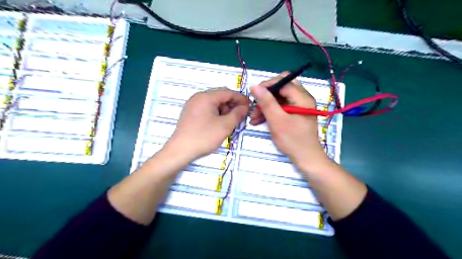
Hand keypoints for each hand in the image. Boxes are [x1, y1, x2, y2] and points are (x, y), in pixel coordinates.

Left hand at [168, 88, 250, 159]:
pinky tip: (219, 123)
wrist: (180, 150)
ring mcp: (192, 105)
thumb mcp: (225, 126)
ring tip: (229, 121)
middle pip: (220, 96)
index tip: (250, 106)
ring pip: (213, 103)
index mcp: (206, 97)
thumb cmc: (204, 136)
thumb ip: (237, 114)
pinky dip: (216, 113)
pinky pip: (206, 108)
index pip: (228, 92)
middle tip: (241, 115)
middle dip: (232, 104)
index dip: (240, 98)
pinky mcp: (190, 113)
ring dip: (224, 109)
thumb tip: (245, 107)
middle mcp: (198, 97)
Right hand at [249, 71, 328, 167]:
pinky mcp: (295, 114)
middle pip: (281, 88)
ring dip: (266, 106)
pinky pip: (281, 107)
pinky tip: (259, 120)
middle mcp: (302, 98)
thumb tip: (254, 86)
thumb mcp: (277, 120)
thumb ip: (266, 102)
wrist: (306, 159)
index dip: (267, 85)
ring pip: (279, 98)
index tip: (254, 95)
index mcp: (302, 97)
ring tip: (254, 118)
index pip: (283, 81)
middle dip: (266, 96)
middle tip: (255, 105)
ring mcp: (299, 106)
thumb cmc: (293, 140)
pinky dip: (270, 112)